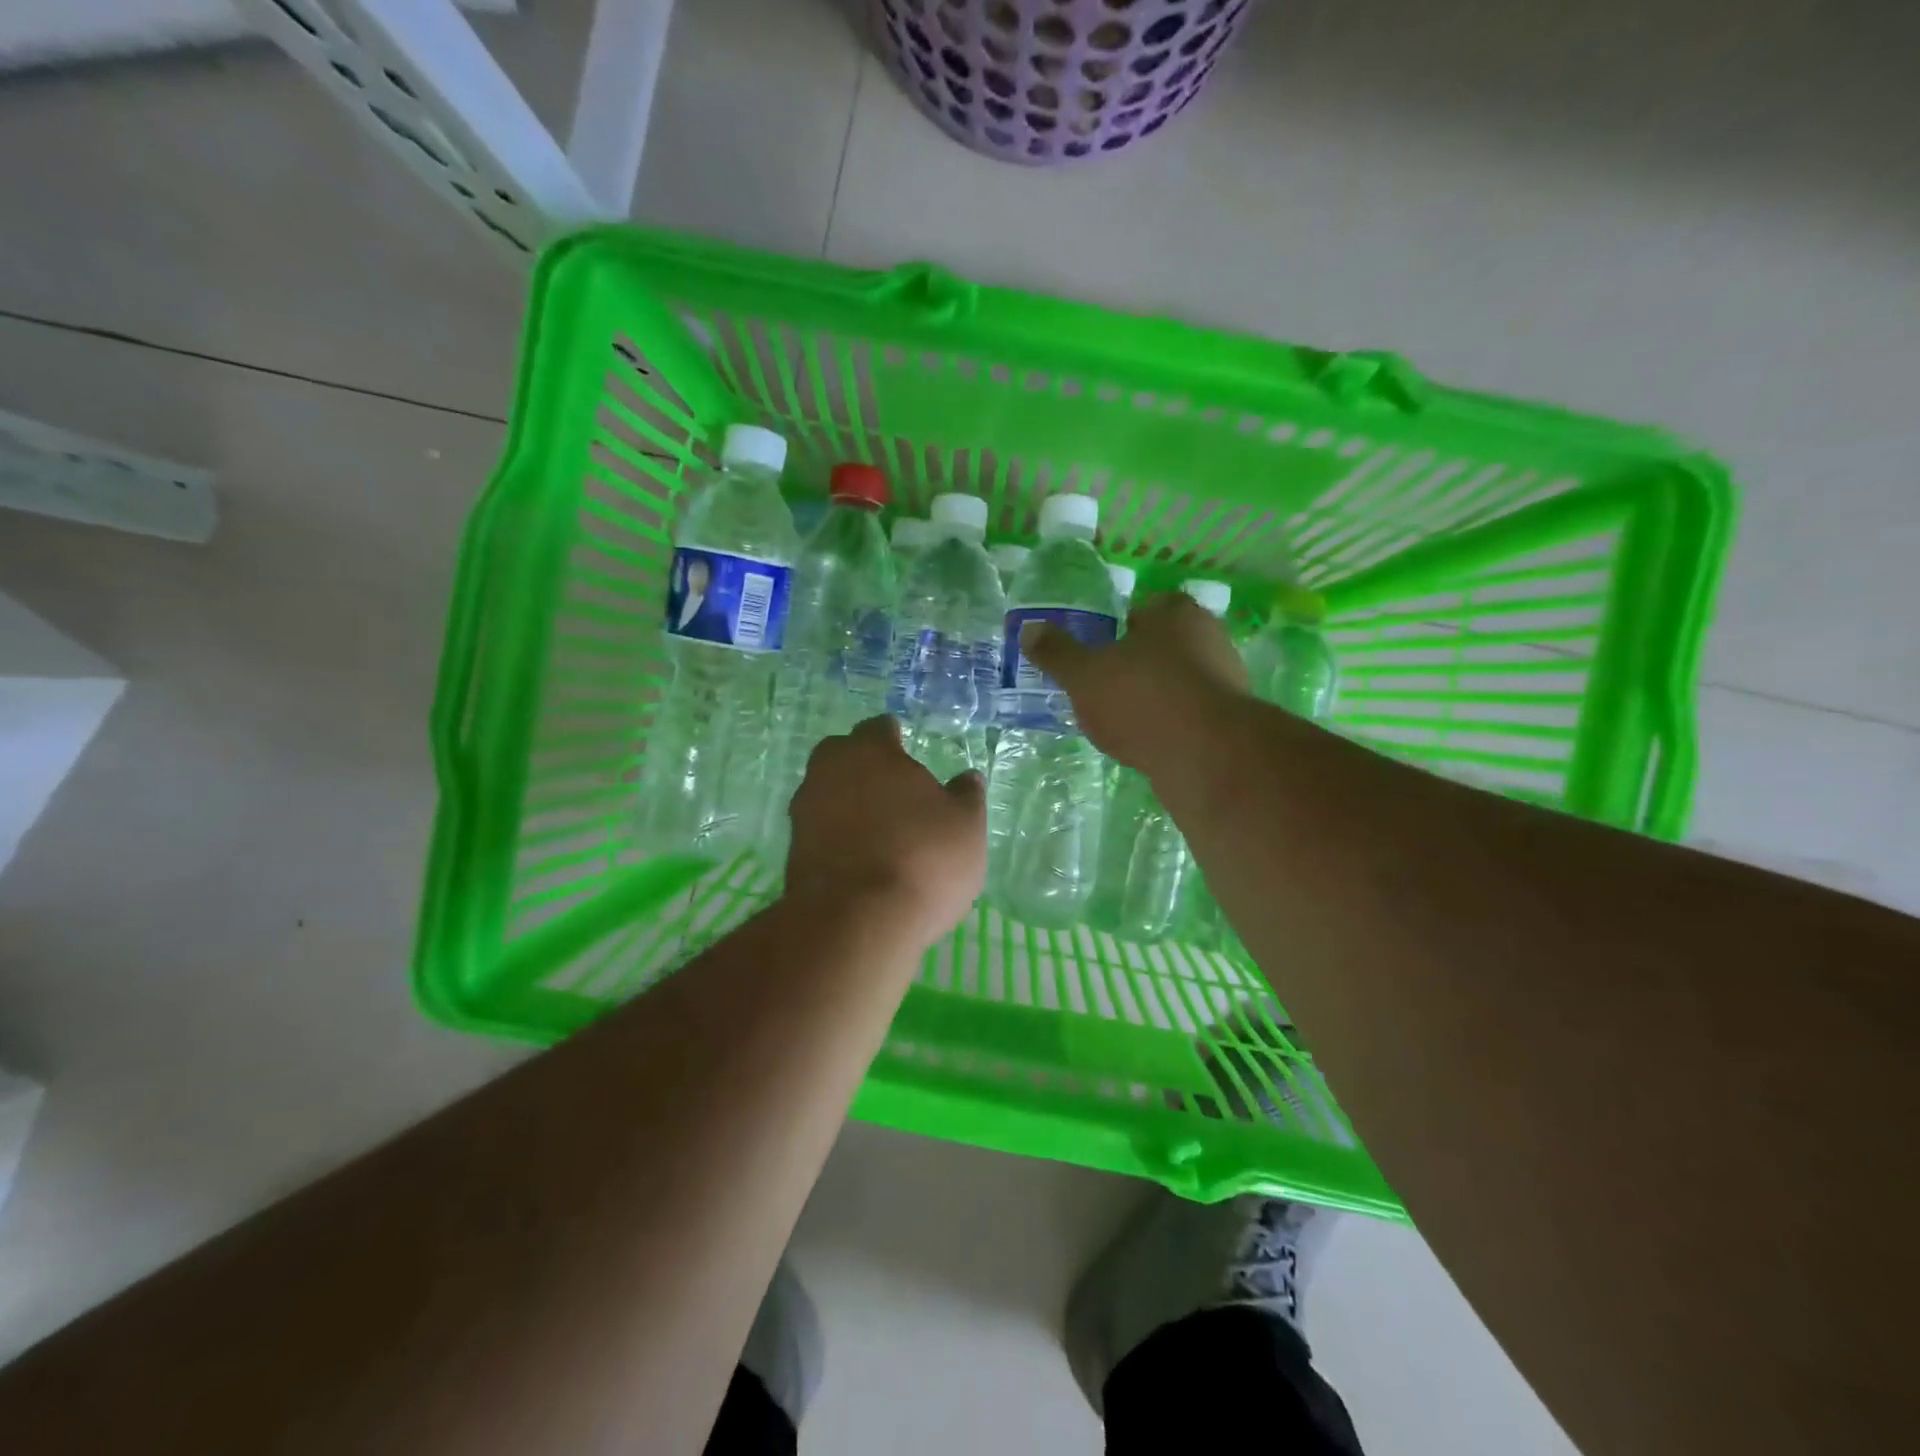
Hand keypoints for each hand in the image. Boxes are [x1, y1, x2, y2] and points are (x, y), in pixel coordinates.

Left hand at [785, 716, 986, 947]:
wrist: (856, 922)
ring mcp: (804, 814)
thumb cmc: (923, 858)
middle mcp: (829, 773)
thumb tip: (966, 778)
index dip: (893, 737)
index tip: (906, 748)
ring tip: (878, 830)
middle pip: (841, 756)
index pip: (878, 728)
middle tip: (890, 787)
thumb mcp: (966, 826)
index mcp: (871, 751)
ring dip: (847, 804)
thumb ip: (966, 796)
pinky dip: (837, 838)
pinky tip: (860, 860)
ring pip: (826, 794)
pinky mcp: (792, 855)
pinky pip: (819, 833)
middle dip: (861, 765)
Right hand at [1024, 591, 1248, 770]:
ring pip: (1178, 680)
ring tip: (1120, 720)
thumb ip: (1057, 653)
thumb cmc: (1141, 698)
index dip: (1120, 627)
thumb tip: (1029, 630)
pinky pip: (1190, 714)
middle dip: (1136, 663)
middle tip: (1104, 686)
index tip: (1099, 651)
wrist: (1206, 756)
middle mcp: (1208, 637)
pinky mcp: (1230, 720)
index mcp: (1175, 612)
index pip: (1144, 608)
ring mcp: (1225, 679)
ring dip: (1154, 696)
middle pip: (1163, 645)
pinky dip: (1169, 724)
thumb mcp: (1084, 675)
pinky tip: (1147, 743)